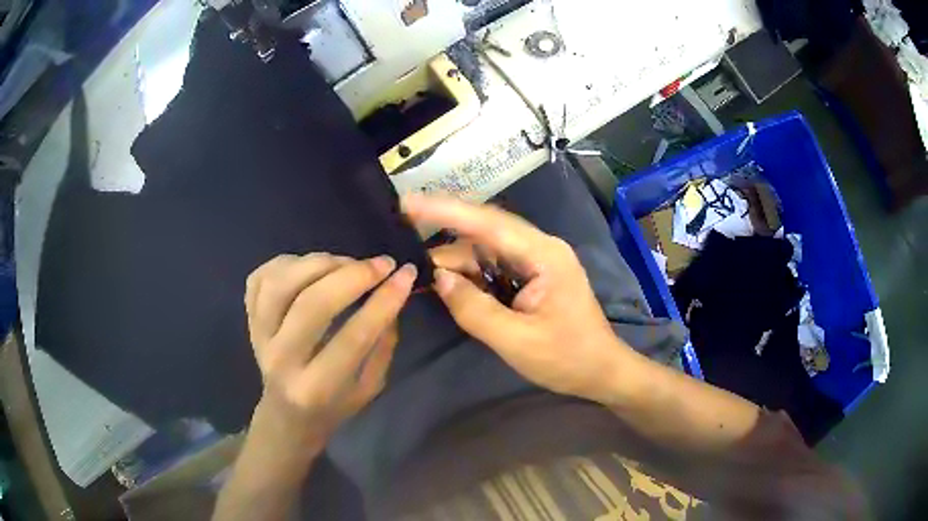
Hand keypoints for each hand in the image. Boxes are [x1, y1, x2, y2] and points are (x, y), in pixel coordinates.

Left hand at [244, 253, 415, 448]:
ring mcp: (259, 335)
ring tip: (347, 264)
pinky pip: (261, 276)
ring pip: (282, 283)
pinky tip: (312, 269)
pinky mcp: (248, 317)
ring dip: (320, 263)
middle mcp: (281, 359)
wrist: (286, 415)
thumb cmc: (333, 405)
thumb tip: (390, 292)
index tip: (406, 274)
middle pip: (312, 304)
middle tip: (382, 263)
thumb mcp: (369, 387)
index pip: (353, 337)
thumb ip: (381, 344)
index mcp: (316, 387)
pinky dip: (289, 262)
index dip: (383, 301)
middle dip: (353, 275)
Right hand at [405, 194, 631, 403]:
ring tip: (426, 277)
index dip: (445, 211)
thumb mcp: (515, 340)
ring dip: (456, 262)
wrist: (600, 371)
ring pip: (486, 250)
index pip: (488, 223)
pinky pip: (494, 265)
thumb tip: (439, 278)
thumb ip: (473, 308)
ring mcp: (537, 260)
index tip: (408, 202)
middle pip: (484, 233)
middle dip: (446, 242)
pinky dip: (471, 274)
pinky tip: (451, 283)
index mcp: (543, 255)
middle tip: (407, 252)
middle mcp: (540, 248)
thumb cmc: (565, 358)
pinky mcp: (533, 274)